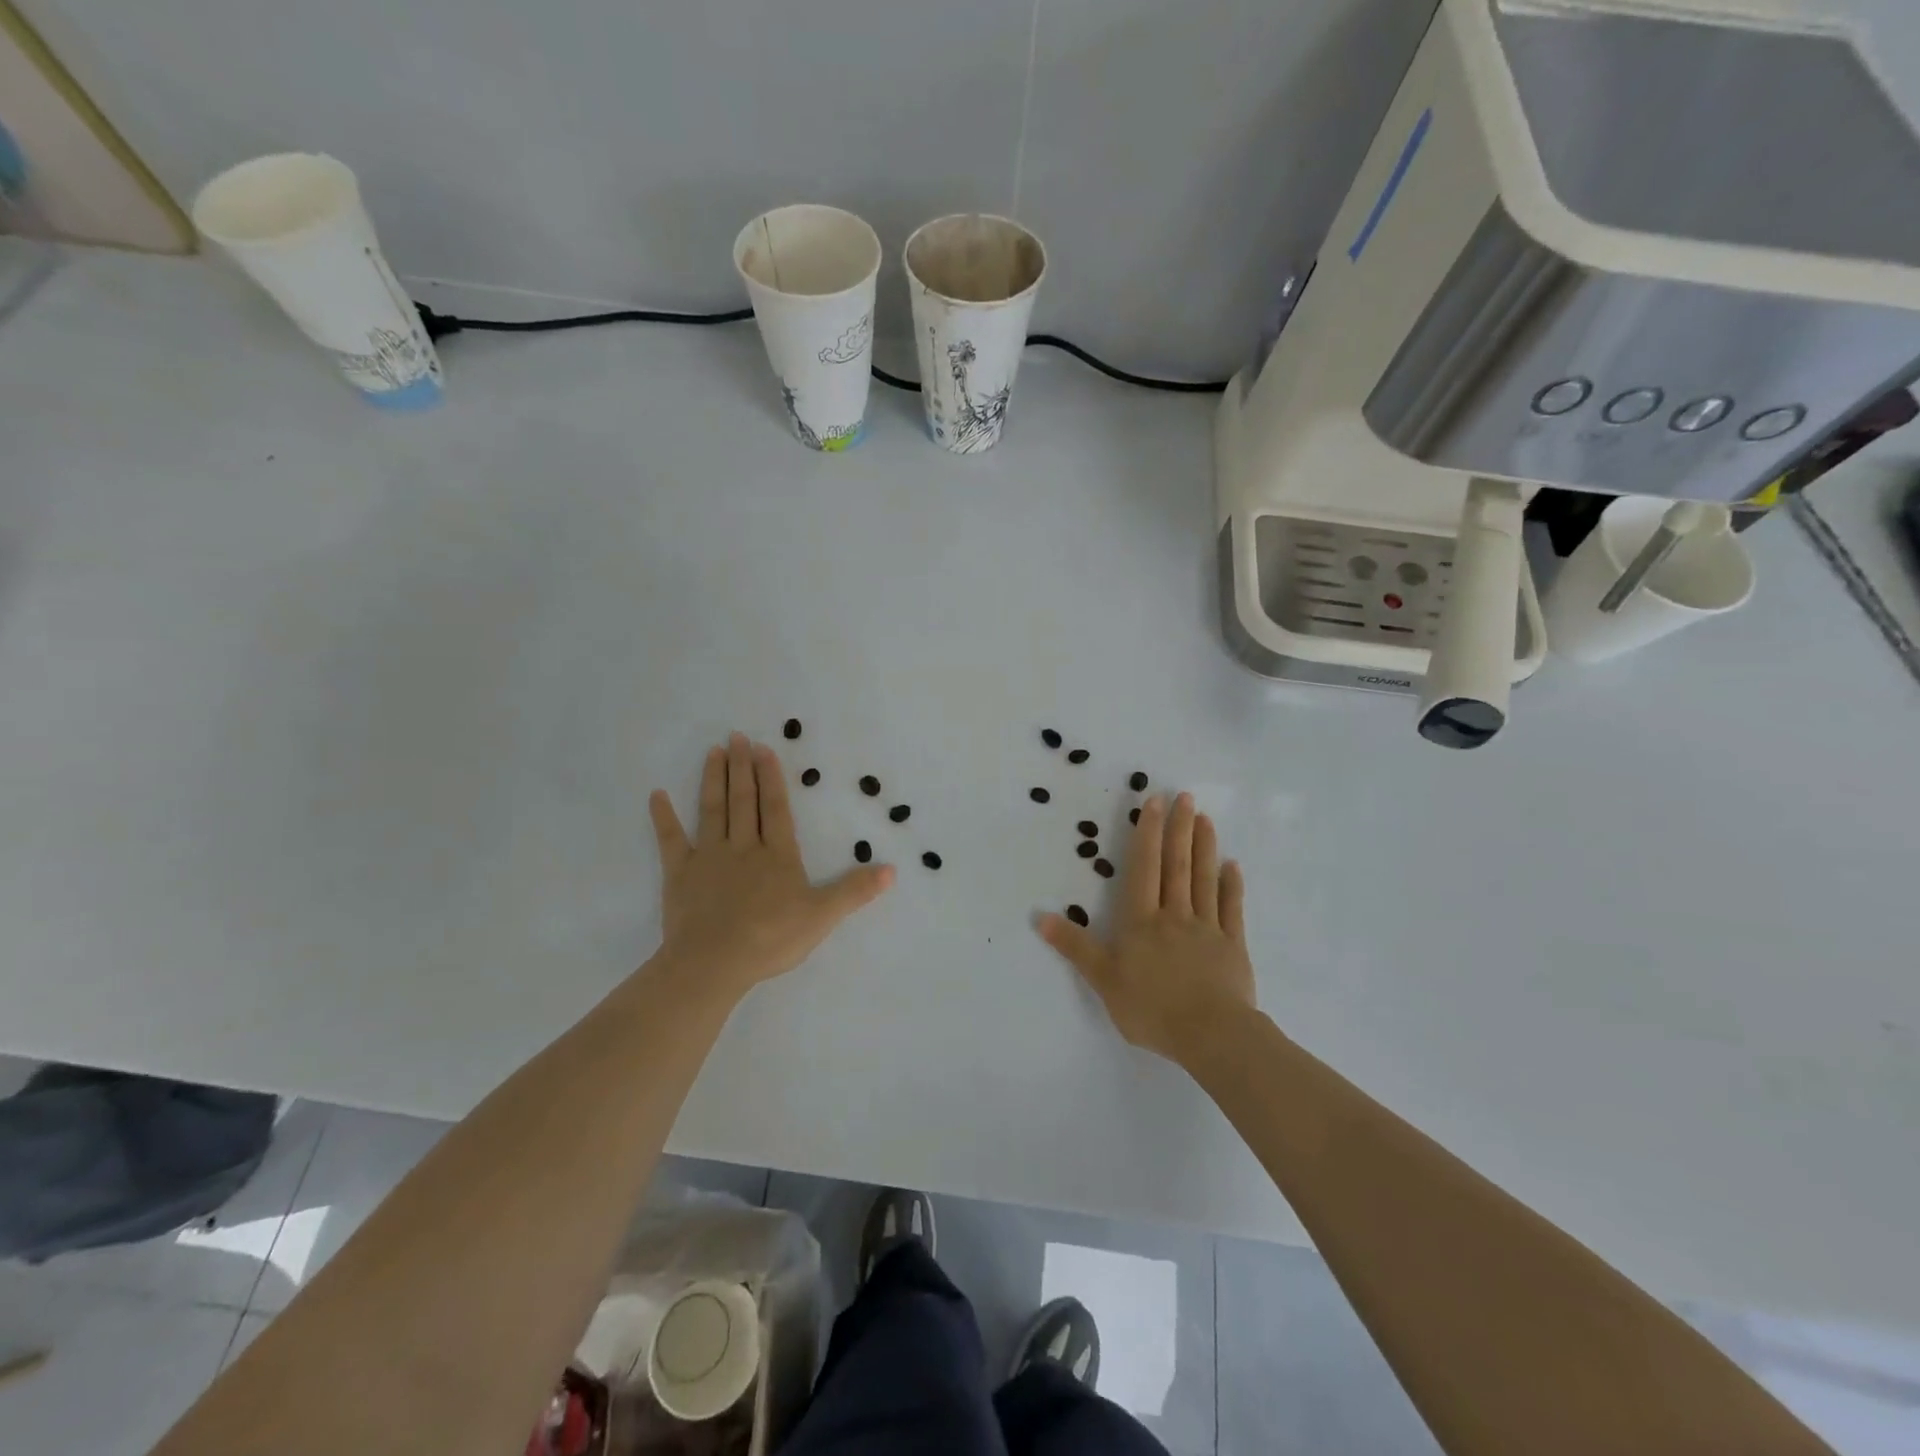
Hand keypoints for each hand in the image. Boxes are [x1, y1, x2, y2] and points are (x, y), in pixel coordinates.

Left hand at [648, 734, 892, 1000]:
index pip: (776, 809)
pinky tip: (657, 795)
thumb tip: (892, 870)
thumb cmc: (771, 938)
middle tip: (737, 737)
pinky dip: (664, 817)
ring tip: (714, 751)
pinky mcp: (680, 874)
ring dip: (713, 780)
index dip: (772, 779)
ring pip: (713, 810)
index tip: (764, 749)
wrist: (714, 963)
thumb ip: (855, 890)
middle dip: (742, 768)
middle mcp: (744, 847)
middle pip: (744, 801)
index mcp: (777, 855)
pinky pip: (671, 840)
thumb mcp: (823, 916)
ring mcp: (709, 858)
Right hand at [1036, 792, 1255, 1065]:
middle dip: (1178, 829)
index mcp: (1141, 921)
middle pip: (1176, 865)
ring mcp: (1207, 928)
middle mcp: (1174, 915)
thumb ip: (1075, 947)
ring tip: (1205, 819)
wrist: (1211, 1034)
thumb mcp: (1103, 980)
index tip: (1154, 803)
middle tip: (1185, 796)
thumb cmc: (1151, 1008)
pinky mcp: (1232, 946)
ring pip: (1204, 879)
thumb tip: (1039, 917)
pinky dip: (1231, 886)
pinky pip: (1231, 909)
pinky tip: (1232, 866)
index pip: (1144, 868)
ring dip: (1204, 847)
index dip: (1147, 834)